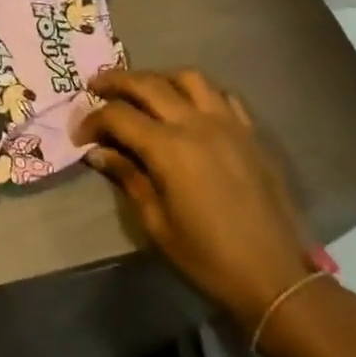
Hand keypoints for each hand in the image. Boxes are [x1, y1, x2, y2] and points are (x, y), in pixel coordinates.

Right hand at [75, 69, 315, 330]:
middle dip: (115, 81)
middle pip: (147, 83)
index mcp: (169, 148)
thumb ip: (127, 178)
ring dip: (159, 78)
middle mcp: (197, 124)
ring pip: (188, 78)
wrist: (276, 278)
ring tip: (144, 90)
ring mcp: (228, 124)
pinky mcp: (251, 133)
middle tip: (95, 86)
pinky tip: (190, 108)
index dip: (92, 120)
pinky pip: (222, 96)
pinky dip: (199, 93)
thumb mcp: (156, 223)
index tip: (80, 136)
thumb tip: (97, 153)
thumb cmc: (208, 257)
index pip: (118, 116)